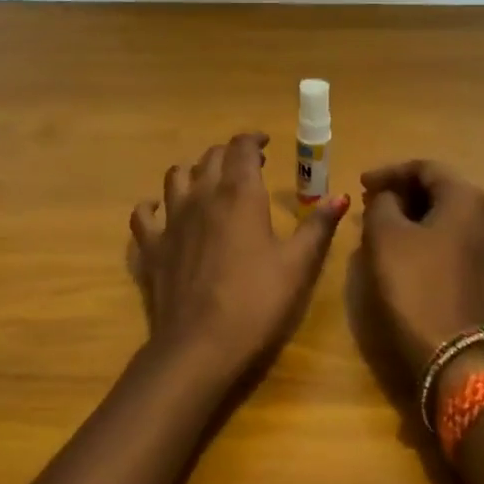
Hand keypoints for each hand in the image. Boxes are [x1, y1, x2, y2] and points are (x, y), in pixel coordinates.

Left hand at [129, 132, 349, 389]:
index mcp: (240, 194)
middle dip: (229, 154)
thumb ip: (318, 226)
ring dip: (193, 172)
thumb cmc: (257, 301)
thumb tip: (340, 196)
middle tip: (247, 166)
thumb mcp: (298, 264)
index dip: (253, 139)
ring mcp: (171, 220)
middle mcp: (202, 196)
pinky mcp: (151, 247)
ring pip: (175, 177)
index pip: (242, 148)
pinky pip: (144, 214)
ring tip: (207, 183)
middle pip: (210, 158)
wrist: (200, 344)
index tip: (265, 143)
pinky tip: (160, 211)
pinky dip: (152, 206)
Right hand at [354, 161, 483, 393]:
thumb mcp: (384, 234)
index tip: (360, 183)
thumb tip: (389, 198)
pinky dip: (422, 234)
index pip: (425, 168)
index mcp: (466, 198)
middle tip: (367, 201)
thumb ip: (382, 203)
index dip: (389, 172)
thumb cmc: (413, 282)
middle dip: (400, 192)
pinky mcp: (481, 271)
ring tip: (377, 223)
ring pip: (443, 215)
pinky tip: (397, 246)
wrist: (448, 350)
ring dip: (410, 214)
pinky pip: (448, 238)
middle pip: (439, 189)